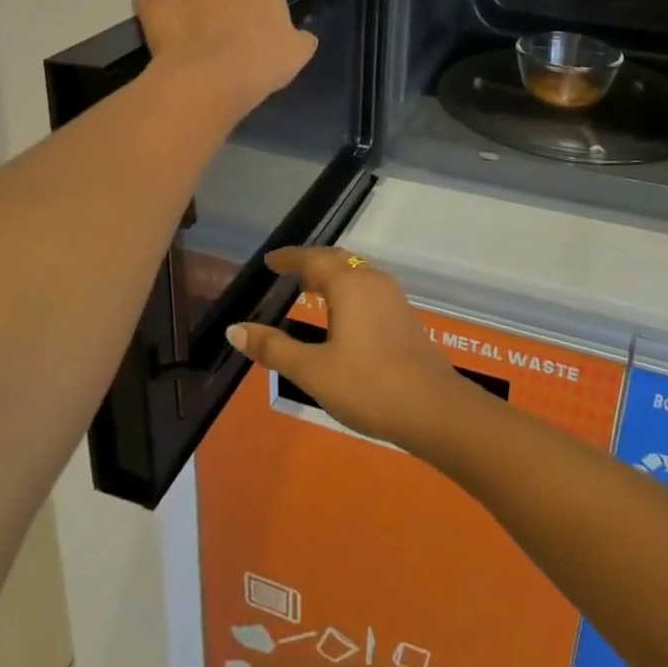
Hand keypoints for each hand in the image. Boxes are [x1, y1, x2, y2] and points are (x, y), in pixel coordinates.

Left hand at [136, 0, 317, 119]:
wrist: (211, 77)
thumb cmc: (262, 58)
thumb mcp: (298, 51)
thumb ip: (298, 37)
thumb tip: (300, 38)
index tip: (253, 21)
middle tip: (224, 32)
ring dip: (189, 8)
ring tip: (195, 44)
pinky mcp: (150, 2)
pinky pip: (157, 9)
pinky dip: (161, 22)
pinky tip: (170, 46)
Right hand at [227, 248, 474, 453]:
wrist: (432, 408)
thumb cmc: (367, 386)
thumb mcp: (313, 370)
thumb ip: (274, 348)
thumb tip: (235, 329)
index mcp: (350, 285)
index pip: (312, 259)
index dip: (289, 258)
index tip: (270, 260)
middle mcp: (373, 281)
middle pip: (338, 261)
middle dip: (311, 263)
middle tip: (288, 271)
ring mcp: (393, 297)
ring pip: (356, 274)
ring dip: (332, 276)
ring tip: (311, 290)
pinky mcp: (404, 316)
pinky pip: (369, 289)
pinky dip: (348, 291)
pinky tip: (343, 315)